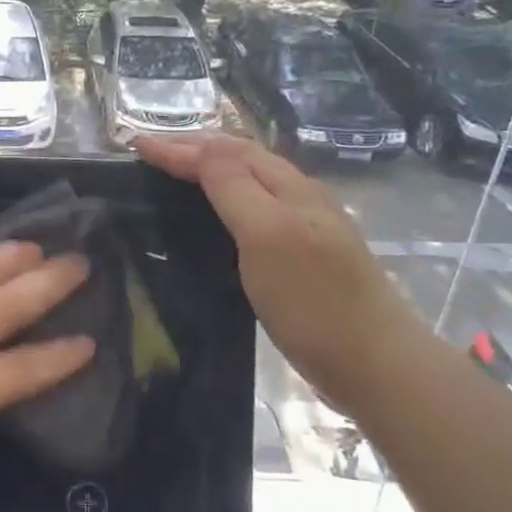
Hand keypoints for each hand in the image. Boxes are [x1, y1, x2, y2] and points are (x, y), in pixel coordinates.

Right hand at [135, 133, 425, 406]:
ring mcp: (305, 229)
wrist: (376, 365)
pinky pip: (255, 213)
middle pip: (241, 159)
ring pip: (250, 184)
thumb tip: (201, 147)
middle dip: (195, 149)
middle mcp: (298, 199)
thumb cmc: (314, 300)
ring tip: (175, 175)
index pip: (225, 152)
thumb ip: (235, 187)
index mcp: (289, 187)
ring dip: (210, 171)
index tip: (135, 146)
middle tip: (151, 154)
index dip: (179, 147)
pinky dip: (225, 202)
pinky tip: (215, 221)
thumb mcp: (268, 235)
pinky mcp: (303, 260)